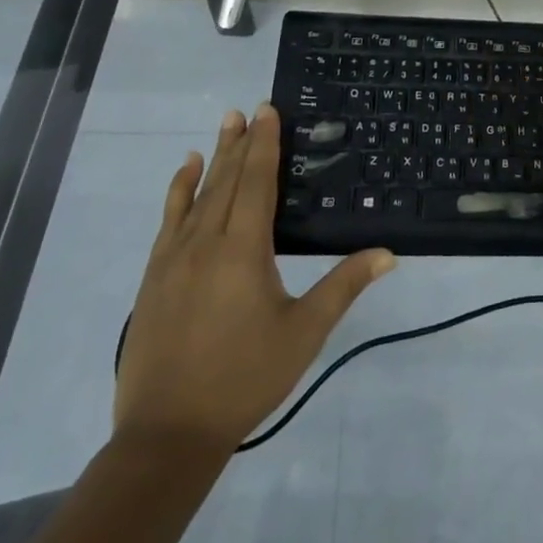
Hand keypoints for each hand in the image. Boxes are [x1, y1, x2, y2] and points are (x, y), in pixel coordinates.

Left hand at [114, 105, 395, 457]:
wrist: (166, 434)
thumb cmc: (244, 378)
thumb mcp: (303, 333)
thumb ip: (344, 286)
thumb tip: (388, 253)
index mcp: (244, 249)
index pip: (257, 181)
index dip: (265, 143)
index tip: (268, 110)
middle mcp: (206, 241)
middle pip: (227, 179)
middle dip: (241, 142)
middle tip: (249, 108)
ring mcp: (174, 258)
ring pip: (197, 194)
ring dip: (214, 157)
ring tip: (224, 125)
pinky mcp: (154, 276)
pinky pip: (168, 219)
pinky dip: (178, 190)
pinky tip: (186, 173)